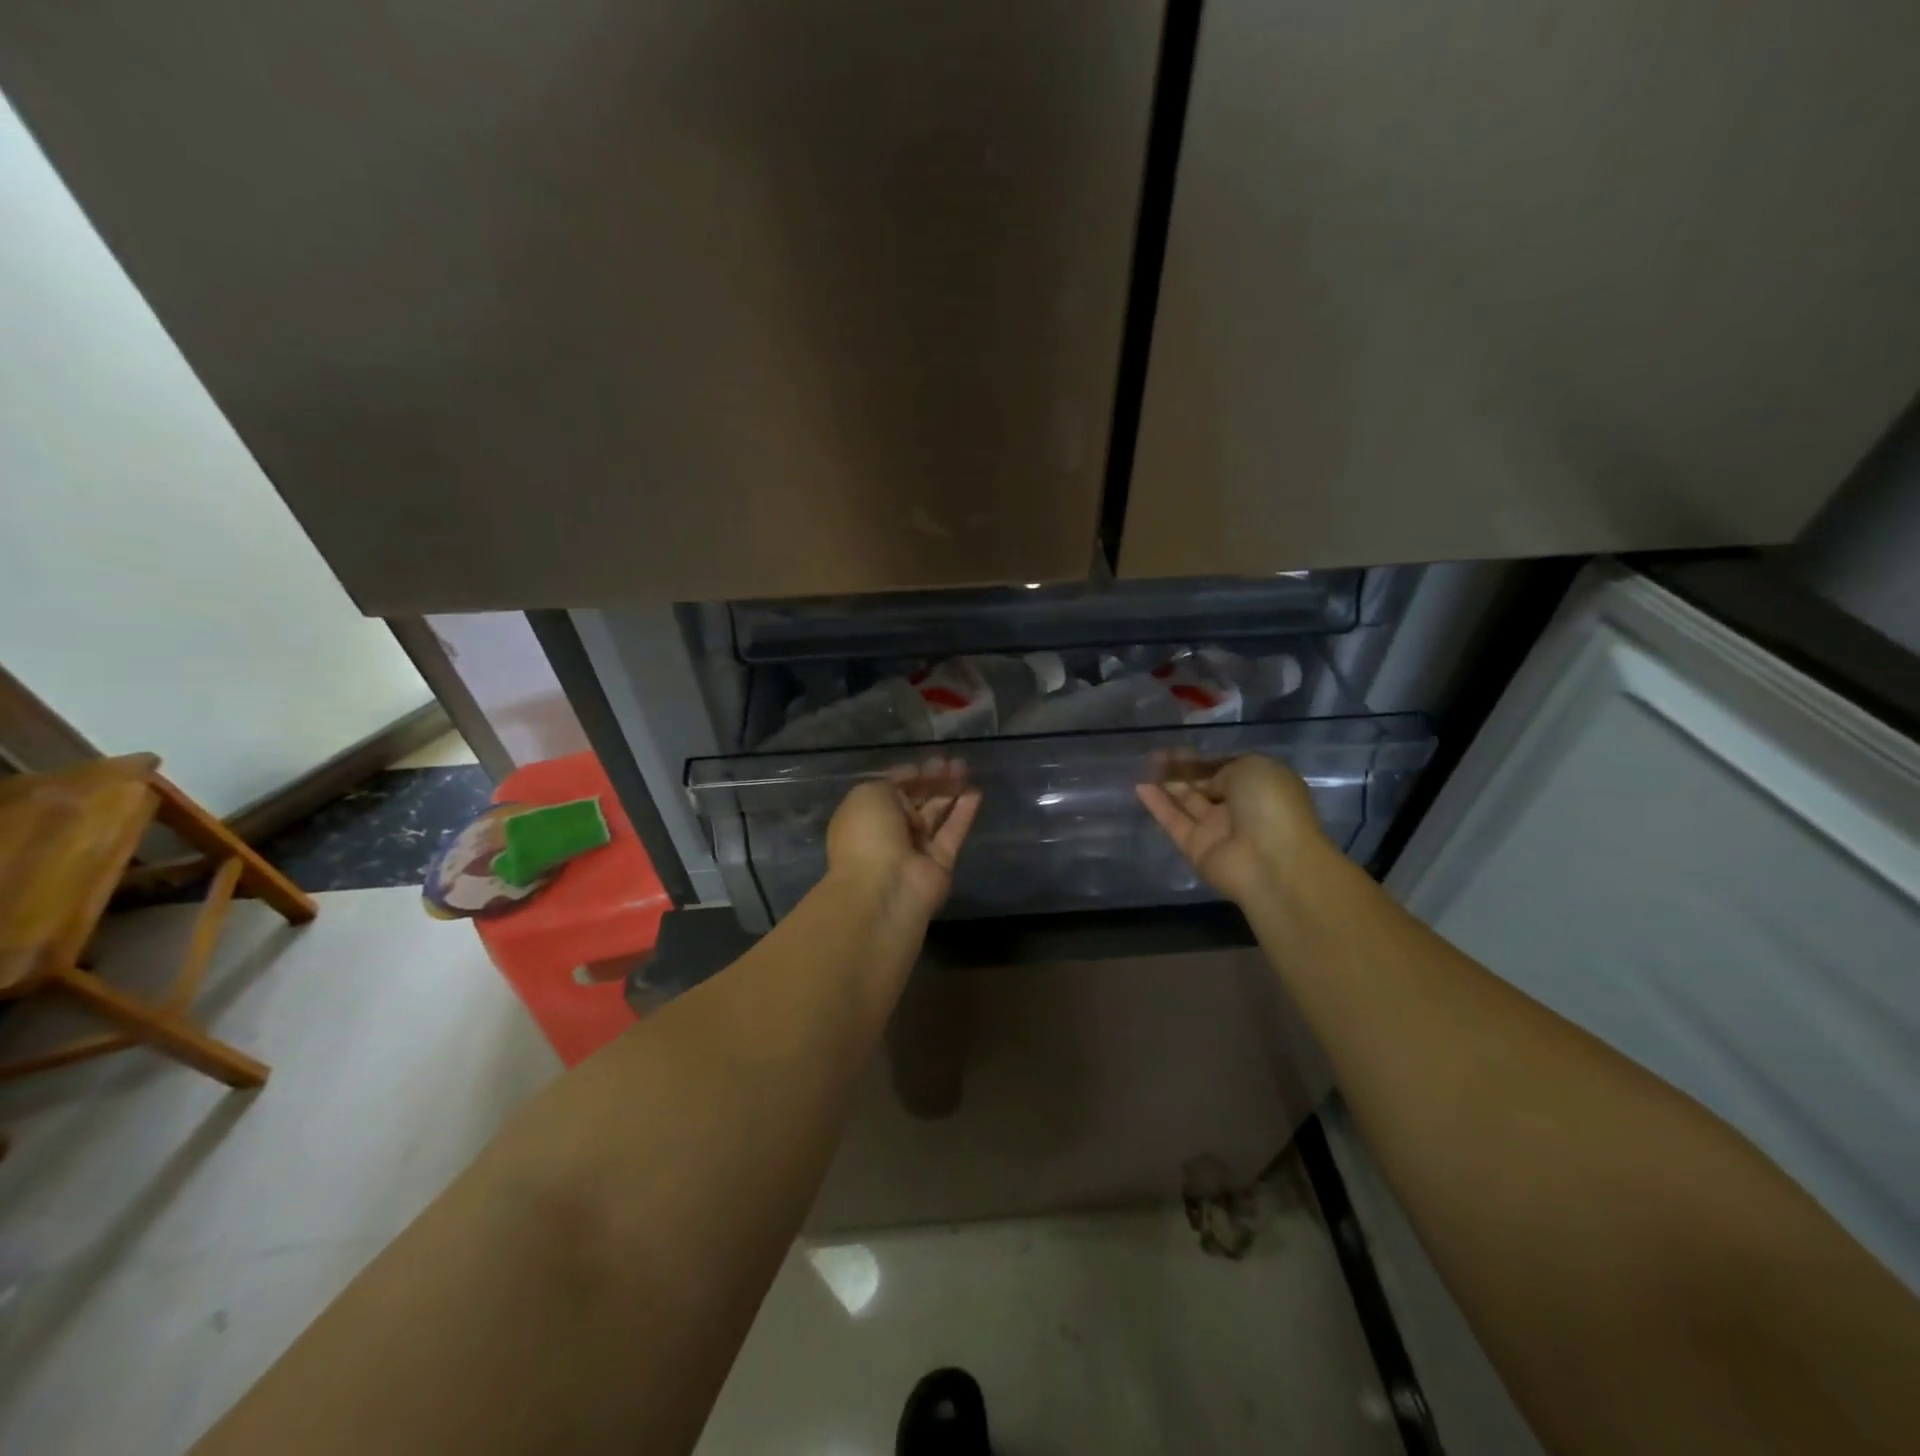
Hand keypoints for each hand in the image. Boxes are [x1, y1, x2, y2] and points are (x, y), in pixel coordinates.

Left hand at [827, 758, 981, 925]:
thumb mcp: (870, 793)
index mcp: (866, 814)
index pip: (893, 788)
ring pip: (936, 813)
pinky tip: (976, 791)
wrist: (883, 889)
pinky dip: (964, 812)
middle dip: (935, 780)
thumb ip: (894, 782)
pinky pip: (953, 832)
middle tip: (956, 763)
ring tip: (967, 770)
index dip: (913, 774)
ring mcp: (916, 848)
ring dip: (951, 791)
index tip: (933, 761)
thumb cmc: (869, 834)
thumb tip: (916, 781)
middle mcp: (890, 831)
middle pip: (917, 800)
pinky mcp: (940, 863)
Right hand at [1136, 754, 1329, 905]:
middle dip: (1182, 769)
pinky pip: (1174, 822)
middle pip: (1204, 785)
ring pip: (1187, 802)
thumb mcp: (1253, 767)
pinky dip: (1158, 805)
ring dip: (1167, 783)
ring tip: (1143, 764)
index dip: (1202, 759)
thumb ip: (1223, 769)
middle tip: (1154, 755)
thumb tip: (1208, 783)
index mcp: (1260, 786)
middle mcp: (1239, 807)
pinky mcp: (1196, 848)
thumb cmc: (1271, 806)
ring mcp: (1217, 830)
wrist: (1272, 862)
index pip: (1225, 769)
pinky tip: (1139, 786)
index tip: (1177, 748)